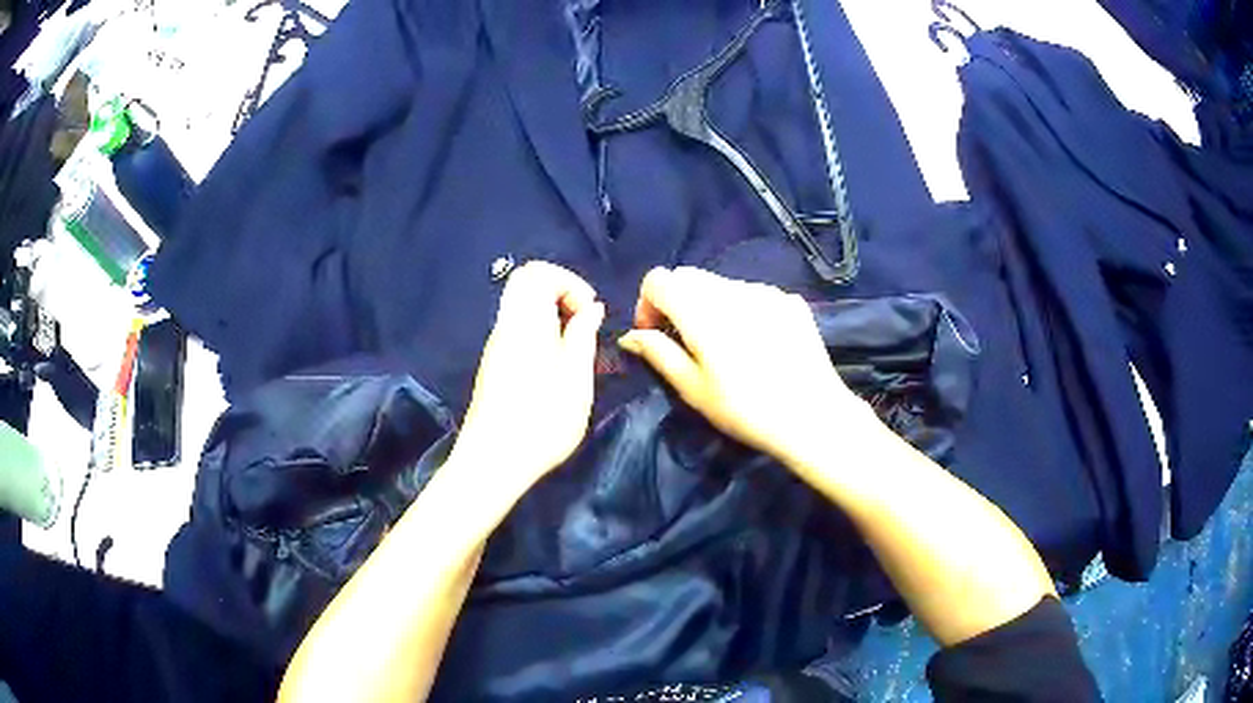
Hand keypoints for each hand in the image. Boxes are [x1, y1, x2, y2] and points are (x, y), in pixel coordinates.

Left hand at [448, 262, 604, 496]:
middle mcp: (505, 326)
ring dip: (551, 314)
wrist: (493, 462)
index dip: (569, 281)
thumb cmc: (541, 422)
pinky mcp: (494, 365)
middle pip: (525, 283)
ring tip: (574, 348)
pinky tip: (555, 365)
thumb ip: (583, 337)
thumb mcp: (576, 380)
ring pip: (521, 307)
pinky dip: (540, 331)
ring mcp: (496, 346)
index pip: (537, 272)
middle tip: (582, 324)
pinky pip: (517, 328)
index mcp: (525, 322)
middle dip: (560, 292)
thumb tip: (591, 308)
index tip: (589, 312)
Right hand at [618, 267, 874, 468]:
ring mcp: (765, 291)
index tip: (656, 335)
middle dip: (676, 302)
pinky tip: (756, 344)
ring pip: (721, 284)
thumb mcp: (692, 388)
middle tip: (685, 341)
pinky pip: (752, 293)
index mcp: (700, 308)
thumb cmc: (745, 409)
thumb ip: (658, 353)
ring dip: (709, 304)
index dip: (647, 304)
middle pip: (689, 276)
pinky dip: (740, 309)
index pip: (658, 279)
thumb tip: (630, 336)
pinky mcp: (789, 301)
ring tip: (724, 345)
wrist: (812, 416)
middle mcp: (731, 288)